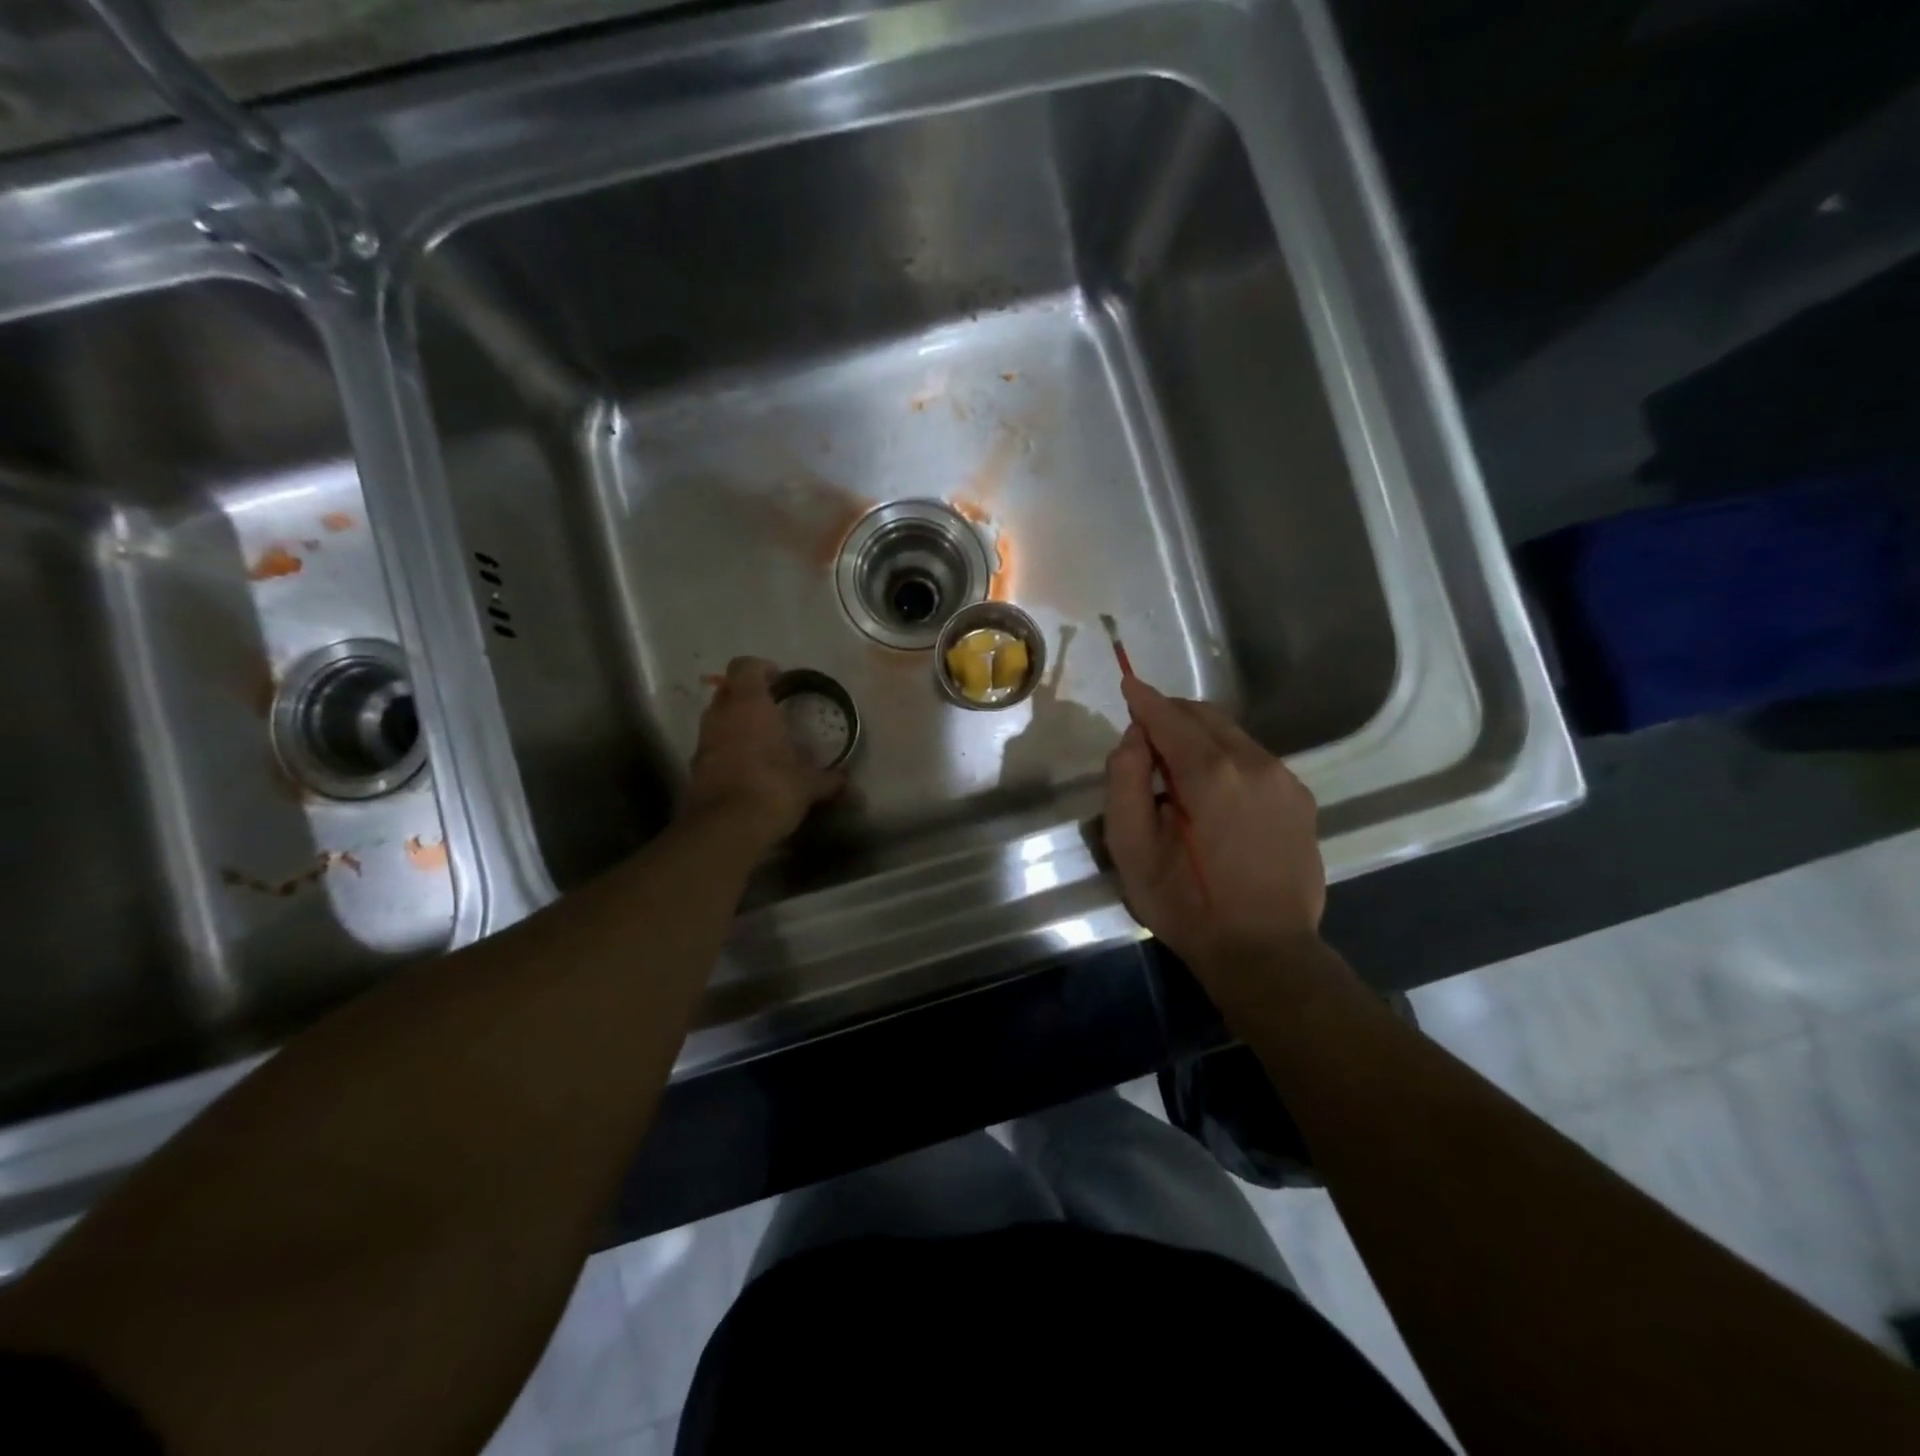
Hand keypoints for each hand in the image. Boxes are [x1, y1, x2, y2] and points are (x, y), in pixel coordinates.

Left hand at [685, 657, 843, 846]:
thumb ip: (828, 778)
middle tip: (770, 710)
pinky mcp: (695, 768)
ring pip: (717, 719)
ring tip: (760, 740)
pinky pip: (712, 747)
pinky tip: (747, 768)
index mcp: (750, 706)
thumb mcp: (809, 784)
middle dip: (746, 696)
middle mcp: (722, 716)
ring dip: (734, 723)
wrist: (726, 828)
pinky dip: (726, 749)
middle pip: (728, 691)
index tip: (778, 679)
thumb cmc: (773, 789)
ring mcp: (704, 742)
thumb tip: (846, 780)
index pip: (745, 667)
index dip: (761, 668)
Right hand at [1104, 678, 1326, 1004]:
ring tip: (1176, 769)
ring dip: (1199, 737)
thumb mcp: (1132, 849)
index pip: (1169, 717)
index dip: (1144, 699)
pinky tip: (1213, 793)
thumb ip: (1125, 782)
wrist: (1265, 952)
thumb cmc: (1187, 904)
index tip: (1127, 683)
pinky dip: (1226, 758)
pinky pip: (1254, 759)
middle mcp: (1254, 763)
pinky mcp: (1300, 799)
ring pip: (1232, 736)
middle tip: (1144, 735)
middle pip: (1205, 716)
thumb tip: (1135, 738)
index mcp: (1210, 773)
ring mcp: (1284, 780)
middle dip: (1171, 715)